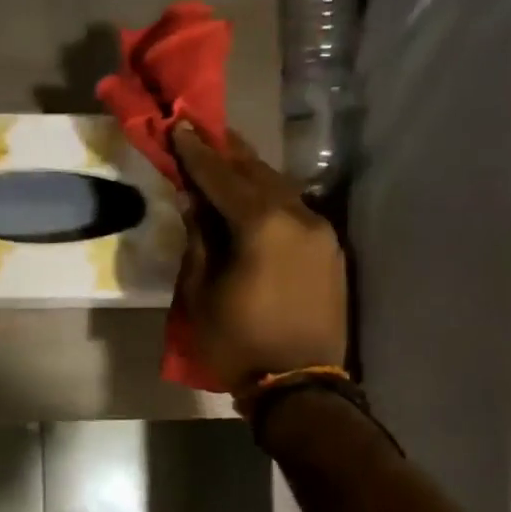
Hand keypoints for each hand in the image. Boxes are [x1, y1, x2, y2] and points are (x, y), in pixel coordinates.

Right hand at [171, 124, 348, 392]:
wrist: (299, 386)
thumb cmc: (237, 343)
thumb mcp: (200, 293)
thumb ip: (199, 239)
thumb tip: (194, 201)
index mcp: (261, 225)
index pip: (221, 176)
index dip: (196, 151)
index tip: (179, 125)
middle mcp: (298, 216)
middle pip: (257, 172)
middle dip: (227, 153)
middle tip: (202, 133)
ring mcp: (322, 232)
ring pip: (281, 190)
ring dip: (251, 175)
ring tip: (226, 163)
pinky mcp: (331, 251)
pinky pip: (296, 212)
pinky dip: (271, 201)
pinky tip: (255, 202)